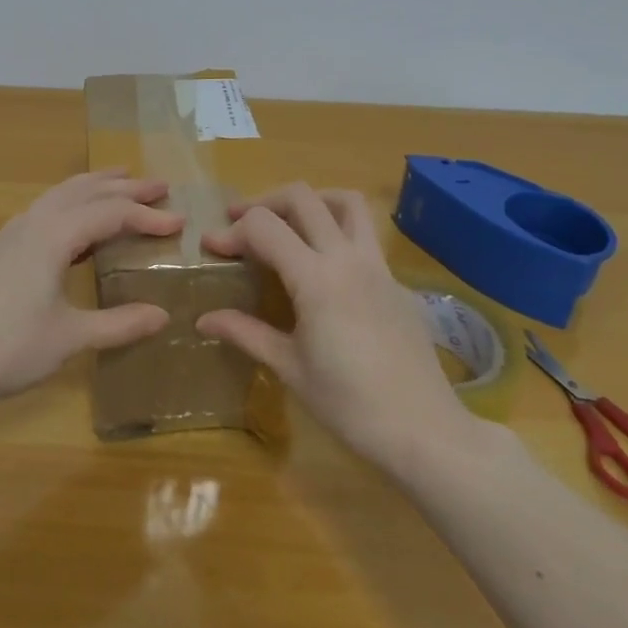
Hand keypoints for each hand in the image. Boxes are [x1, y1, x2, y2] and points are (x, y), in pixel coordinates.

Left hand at [0, 170, 181, 411]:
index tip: (179, 221)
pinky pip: (47, 207)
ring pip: (62, 194)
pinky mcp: (3, 246)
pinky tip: (80, 221)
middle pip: (86, 191)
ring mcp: (14, 231)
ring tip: (123, 181)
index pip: (110, 213)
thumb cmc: (9, 348)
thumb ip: (119, 324)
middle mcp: (35, 221)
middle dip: (125, 186)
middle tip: (160, 186)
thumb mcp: (71, 338)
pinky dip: (74, 201)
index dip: (146, 215)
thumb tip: (163, 316)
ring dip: (96, 186)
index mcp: (54, 236)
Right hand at [197, 185, 474, 471]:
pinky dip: (336, 231)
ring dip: (311, 201)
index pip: (264, 227)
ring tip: (287, 223)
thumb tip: (202, 319)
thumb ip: (245, 333)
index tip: (211, 247)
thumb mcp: (289, 368)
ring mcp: (378, 266)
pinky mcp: (396, 281)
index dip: (232, 231)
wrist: (424, 431)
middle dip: (264, 201)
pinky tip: (324, 268)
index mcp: (316, 279)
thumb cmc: (349, 405)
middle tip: (239, 221)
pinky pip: (365, 236)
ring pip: (346, 202)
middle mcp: (347, 258)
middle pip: (302, 197)